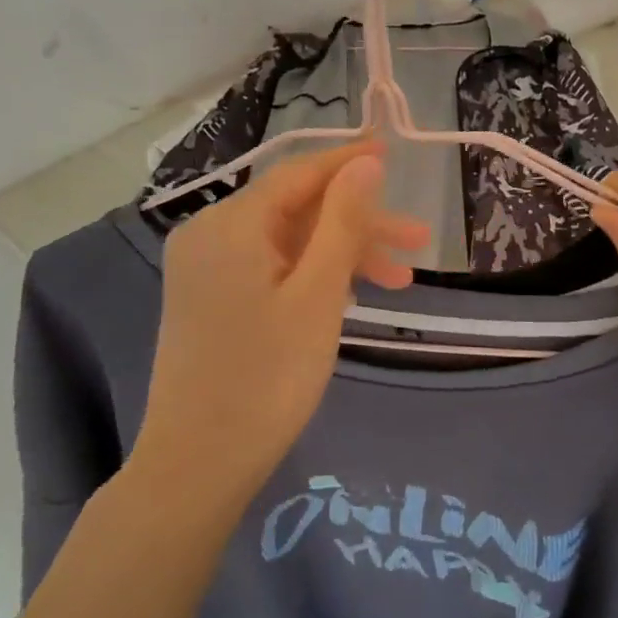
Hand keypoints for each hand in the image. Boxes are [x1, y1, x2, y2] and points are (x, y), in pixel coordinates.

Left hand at [129, 142, 429, 502]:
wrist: (199, 465)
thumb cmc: (266, 377)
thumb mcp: (317, 294)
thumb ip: (343, 223)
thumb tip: (364, 164)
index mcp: (229, 225)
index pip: (299, 174)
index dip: (350, 163)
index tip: (394, 152)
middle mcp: (210, 236)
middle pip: (297, 209)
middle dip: (359, 222)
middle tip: (419, 240)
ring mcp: (208, 270)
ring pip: (289, 242)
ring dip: (344, 254)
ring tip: (401, 281)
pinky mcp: (213, 300)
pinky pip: (273, 269)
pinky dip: (314, 276)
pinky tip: (352, 295)